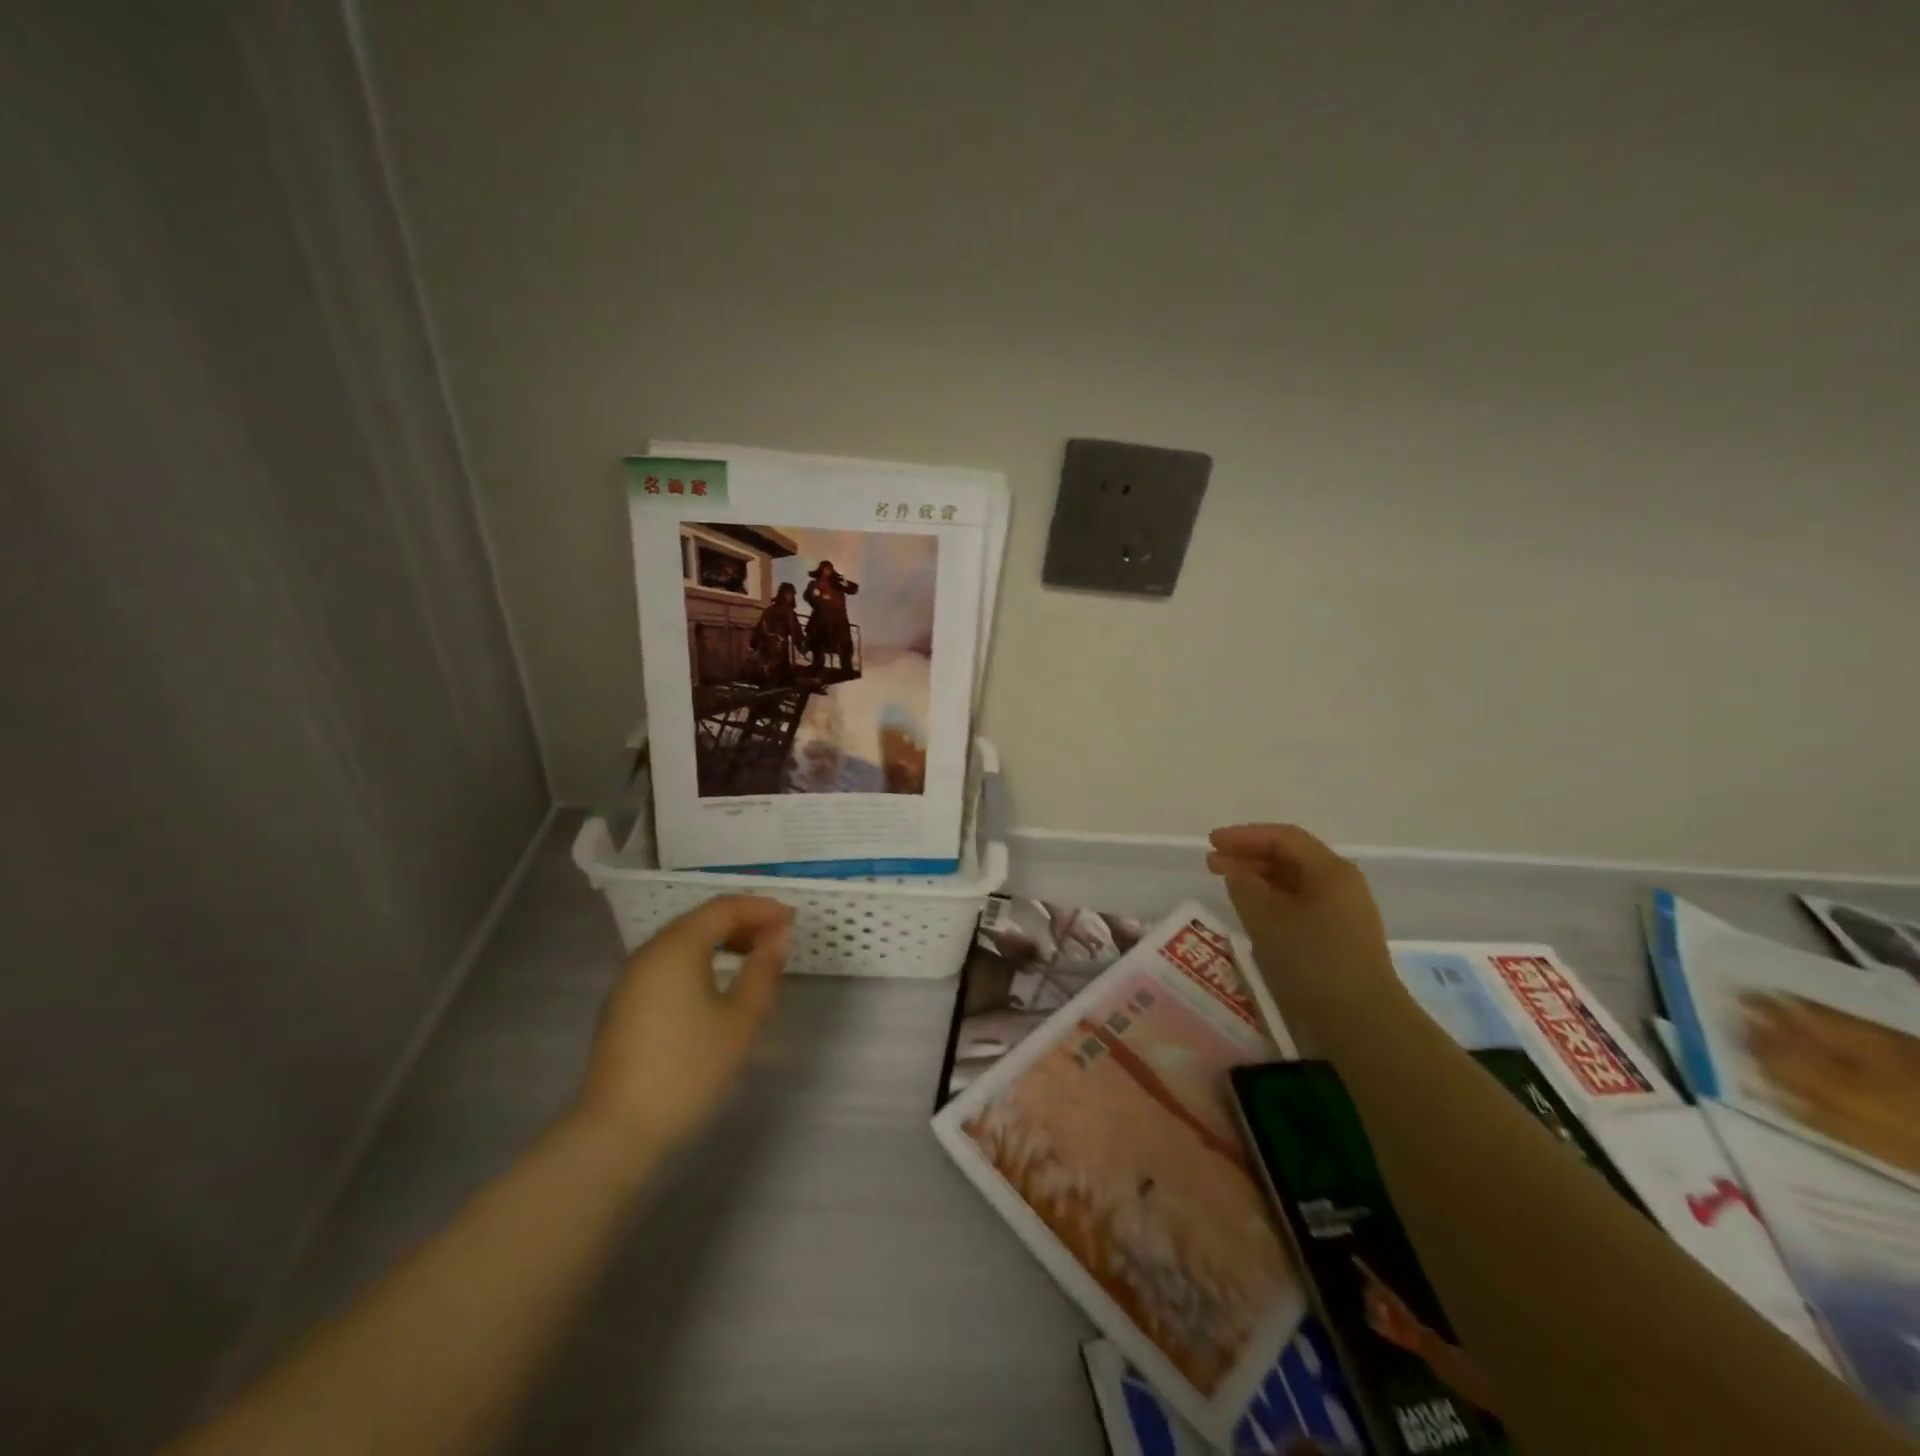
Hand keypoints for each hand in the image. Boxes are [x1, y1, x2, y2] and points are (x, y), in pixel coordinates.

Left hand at [572, 895, 790, 1156]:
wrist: (618, 1131)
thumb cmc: (689, 1069)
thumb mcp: (741, 1020)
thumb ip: (763, 970)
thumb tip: (779, 937)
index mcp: (677, 948)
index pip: (723, 908)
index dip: (761, 908)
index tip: (792, 920)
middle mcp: (649, 953)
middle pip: (700, 920)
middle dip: (741, 922)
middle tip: (776, 938)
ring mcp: (630, 979)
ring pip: (681, 943)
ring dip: (720, 941)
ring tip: (752, 959)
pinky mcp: (623, 1005)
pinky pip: (667, 965)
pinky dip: (698, 961)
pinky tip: (716, 986)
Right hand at [1206, 823, 1400, 1052]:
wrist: (1361, 1022)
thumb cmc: (1312, 961)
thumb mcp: (1266, 919)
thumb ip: (1244, 886)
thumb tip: (1235, 871)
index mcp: (1330, 870)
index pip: (1283, 838)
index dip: (1243, 836)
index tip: (1211, 842)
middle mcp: (1342, 883)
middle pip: (1291, 856)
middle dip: (1249, 856)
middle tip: (1212, 864)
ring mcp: (1344, 911)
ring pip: (1295, 881)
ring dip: (1260, 879)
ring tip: (1228, 885)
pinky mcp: (1341, 936)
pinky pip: (1301, 904)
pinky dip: (1273, 900)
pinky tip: (1254, 912)